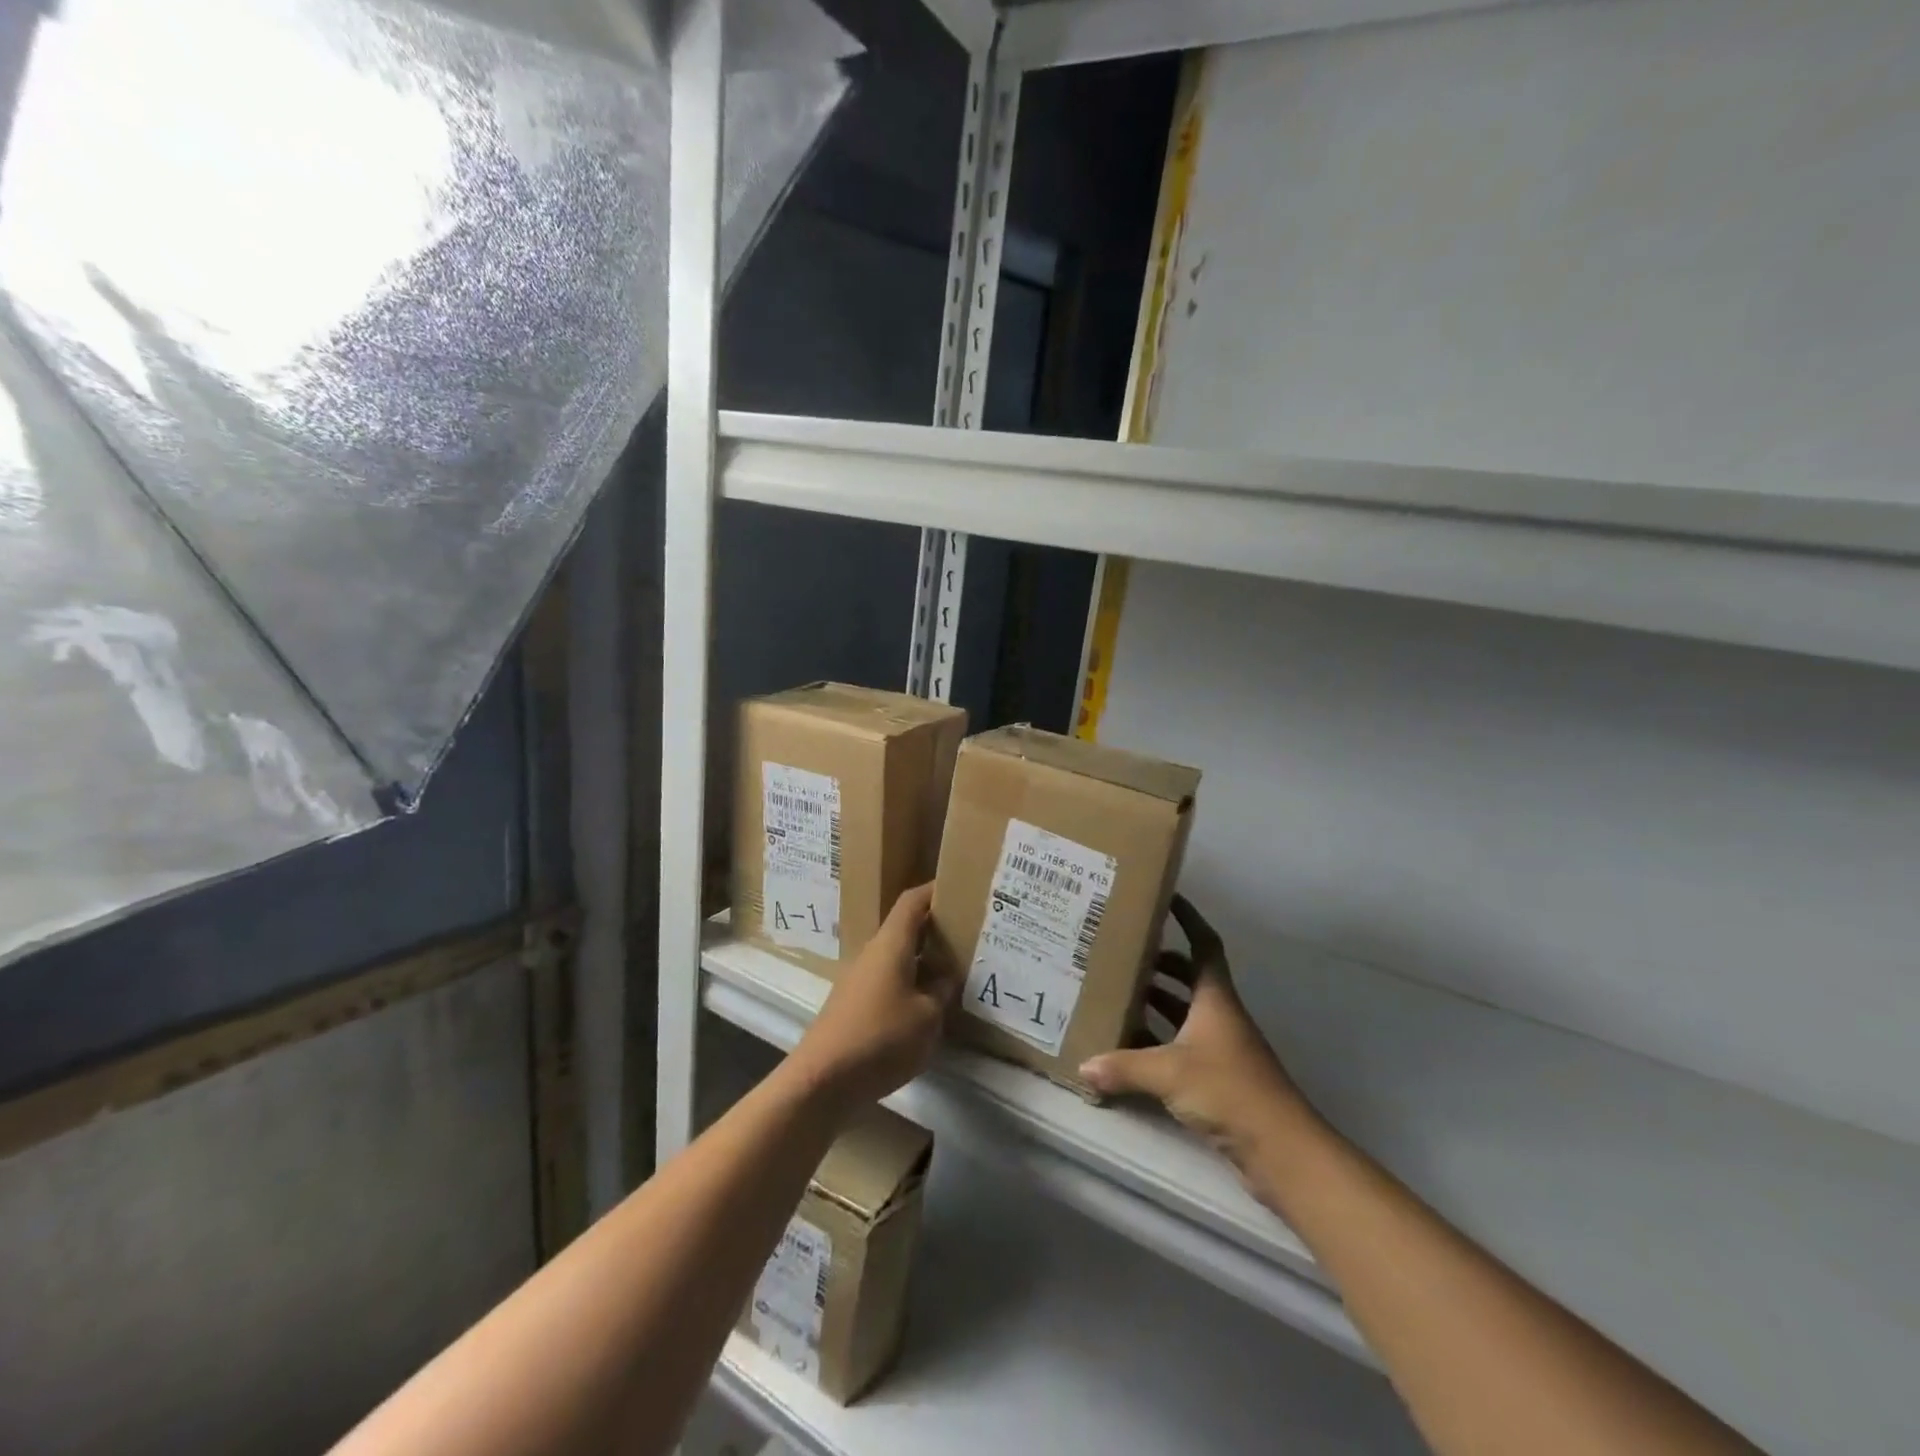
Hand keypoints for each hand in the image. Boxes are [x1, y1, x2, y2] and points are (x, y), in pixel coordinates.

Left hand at [788, 883, 953, 1112]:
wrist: (822, 1080)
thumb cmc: (880, 1038)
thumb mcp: (927, 1017)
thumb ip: (941, 992)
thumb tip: (945, 977)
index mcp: (891, 944)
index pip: (912, 902)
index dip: (934, 890)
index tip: (959, 886)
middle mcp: (872, 953)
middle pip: (905, 928)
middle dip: (935, 928)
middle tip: (968, 934)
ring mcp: (860, 979)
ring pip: (897, 957)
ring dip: (924, 960)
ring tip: (955, 970)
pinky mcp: (854, 1005)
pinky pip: (889, 981)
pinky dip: (910, 983)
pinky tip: (928, 1005)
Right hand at [1079, 896, 1320, 1196]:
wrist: (1280, 1149)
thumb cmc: (1229, 1090)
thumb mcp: (1169, 1073)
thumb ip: (1123, 1067)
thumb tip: (1083, 1066)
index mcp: (1214, 998)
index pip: (1203, 944)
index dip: (1187, 918)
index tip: (1165, 896)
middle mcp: (1218, 1015)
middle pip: (1189, 976)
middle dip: (1159, 962)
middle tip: (1122, 952)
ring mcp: (1219, 1047)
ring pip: (1183, 1011)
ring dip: (1156, 1001)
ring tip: (1117, 992)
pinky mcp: (1216, 1077)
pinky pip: (1180, 1045)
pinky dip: (1157, 1040)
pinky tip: (1128, 1046)